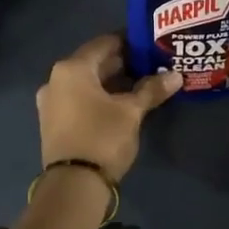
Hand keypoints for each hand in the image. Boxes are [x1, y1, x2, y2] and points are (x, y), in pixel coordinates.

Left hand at [36, 33, 180, 179]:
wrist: (73, 185)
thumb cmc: (102, 137)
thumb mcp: (131, 111)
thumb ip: (152, 89)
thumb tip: (176, 75)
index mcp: (72, 68)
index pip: (105, 43)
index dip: (129, 42)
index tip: (151, 46)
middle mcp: (56, 79)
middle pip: (94, 63)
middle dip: (123, 64)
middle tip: (152, 65)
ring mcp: (52, 102)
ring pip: (87, 83)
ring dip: (112, 82)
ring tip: (142, 85)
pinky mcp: (54, 122)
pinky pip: (80, 99)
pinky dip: (99, 97)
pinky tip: (122, 104)